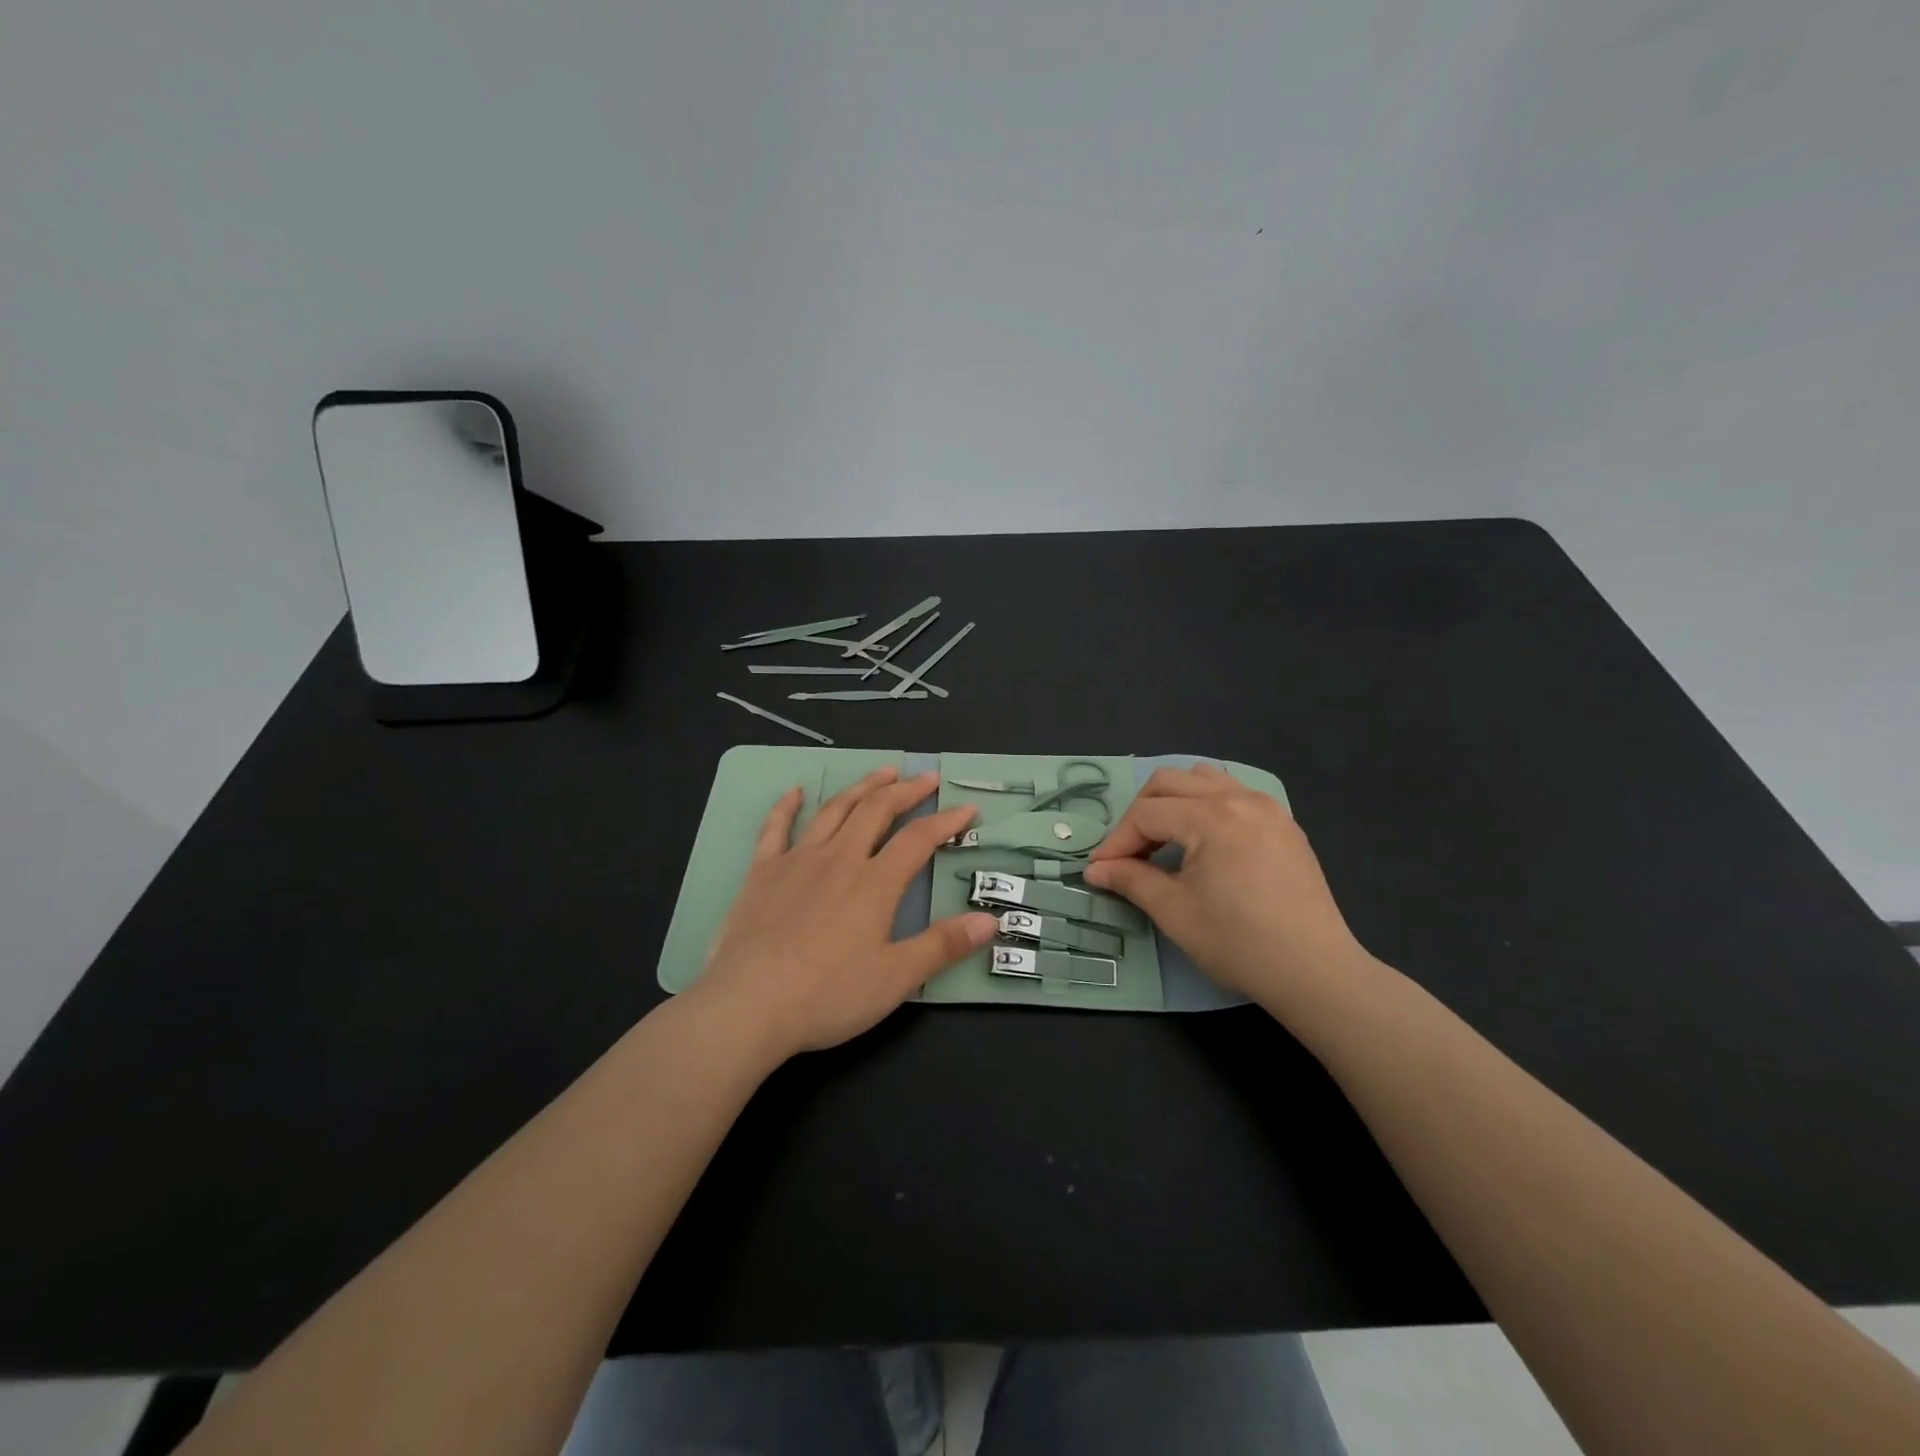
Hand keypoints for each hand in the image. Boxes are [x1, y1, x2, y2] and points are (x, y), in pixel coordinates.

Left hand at [689, 767, 997, 1063]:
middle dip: (905, 790)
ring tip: (882, 772)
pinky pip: (776, 828)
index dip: (947, 821)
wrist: (748, 1005)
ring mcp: (797, 861)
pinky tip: (796, 792)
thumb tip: (990, 921)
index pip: (919, 839)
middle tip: (926, 777)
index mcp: (875, 883)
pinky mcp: (762, 873)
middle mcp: (839, 859)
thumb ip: (943, 946)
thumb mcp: (895, 978)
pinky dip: (788, 806)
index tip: (968, 808)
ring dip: (861, 787)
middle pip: (877, 811)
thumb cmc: (827, 995)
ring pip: (835, 810)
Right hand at [1083, 764, 1374, 1009]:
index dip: (1116, 840)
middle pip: (1170, 782)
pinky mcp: (1284, 824)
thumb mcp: (1174, 912)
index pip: (1146, 814)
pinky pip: (1234, 793)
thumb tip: (1095, 869)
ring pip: (1204, 778)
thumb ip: (1130, 880)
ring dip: (1173, 801)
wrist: (1315, 972)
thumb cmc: (1239, 943)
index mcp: (1211, 817)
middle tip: (1129, 852)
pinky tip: (1204, 841)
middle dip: (1140, 813)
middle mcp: (1239, 798)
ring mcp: (1267, 807)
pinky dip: (1206, 804)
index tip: (1100, 869)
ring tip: (1164, 839)